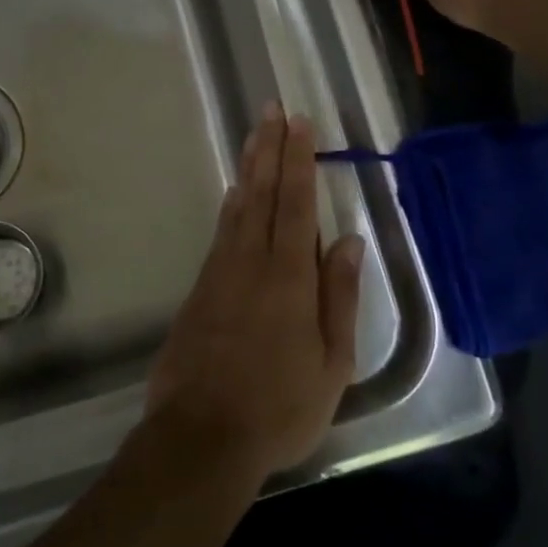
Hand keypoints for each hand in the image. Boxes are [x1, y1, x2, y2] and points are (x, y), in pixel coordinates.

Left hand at [146, 104, 361, 480]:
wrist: (201, 436)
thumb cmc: (280, 406)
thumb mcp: (332, 362)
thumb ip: (339, 296)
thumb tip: (348, 241)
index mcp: (289, 276)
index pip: (296, 203)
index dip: (299, 160)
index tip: (299, 123)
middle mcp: (251, 262)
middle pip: (261, 193)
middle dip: (268, 148)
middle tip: (270, 110)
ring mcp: (220, 274)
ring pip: (238, 209)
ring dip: (248, 170)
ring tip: (255, 138)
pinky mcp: (200, 291)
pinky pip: (221, 235)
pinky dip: (231, 209)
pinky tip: (236, 197)